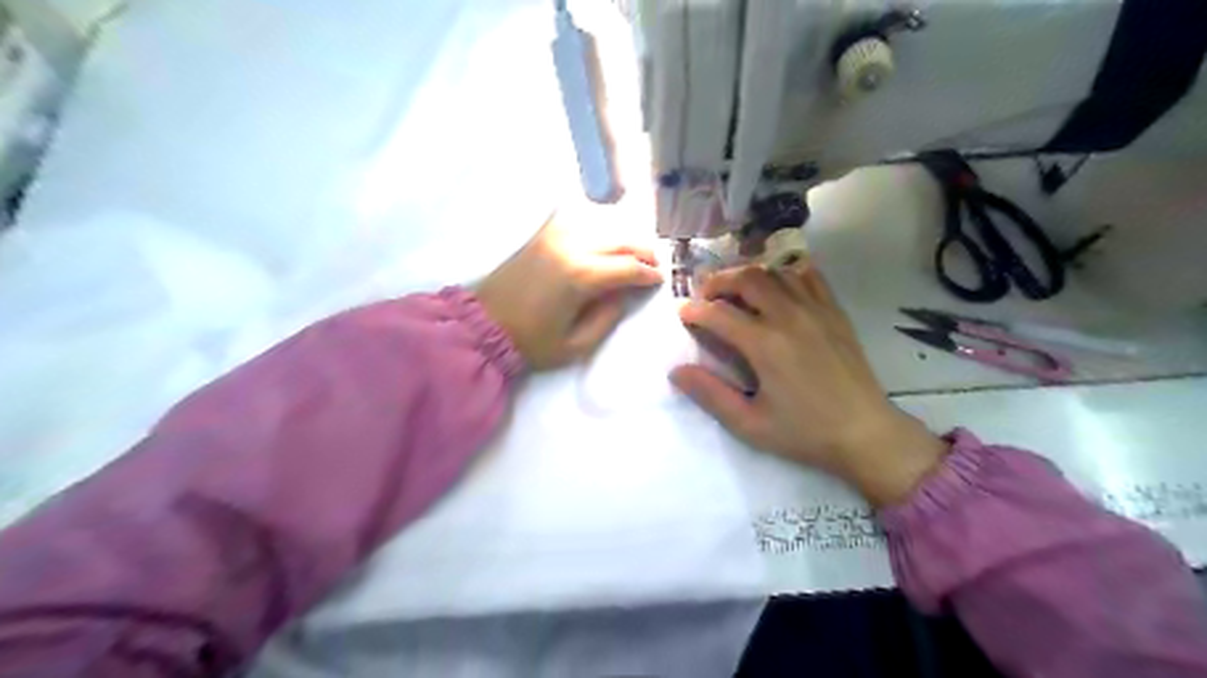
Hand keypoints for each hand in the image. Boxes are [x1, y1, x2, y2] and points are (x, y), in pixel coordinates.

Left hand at [474, 212, 657, 369]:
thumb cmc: (531, 342)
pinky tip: (604, 240)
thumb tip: (624, 294)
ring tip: (634, 253)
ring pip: (601, 226)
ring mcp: (553, 237)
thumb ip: (607, 318)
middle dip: (642, 251)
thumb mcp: (576, 345)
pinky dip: (597, 228)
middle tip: (654, 264)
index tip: (660, 280)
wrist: (483, 326)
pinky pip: (577, 222)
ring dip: (623, 238)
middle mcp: (570, 247)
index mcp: (580, 276)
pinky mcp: (541, 236)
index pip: (627, 267)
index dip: (648, 274)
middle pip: (619, 240)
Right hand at [669, 262, 942, 504]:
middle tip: (706, 295)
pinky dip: (786, 272)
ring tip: (736, 290)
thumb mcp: (750, 424)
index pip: (719, 313)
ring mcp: (816, 310)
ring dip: (749, 274)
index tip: (683, 315)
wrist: (865, 433)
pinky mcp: (834, 312)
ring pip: (775, 272)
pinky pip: (809, 276)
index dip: (695, 311)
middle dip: (719, 281)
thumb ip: (710, 395)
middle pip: (746, 279)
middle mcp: (789, 317)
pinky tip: (777, 285)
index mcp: (765, 345)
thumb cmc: (804, 432)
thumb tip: (676, 371)